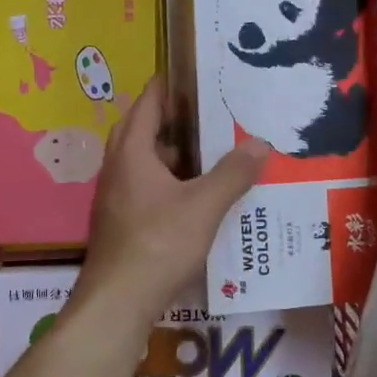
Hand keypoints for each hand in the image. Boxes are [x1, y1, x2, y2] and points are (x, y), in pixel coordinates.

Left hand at [79, 76, 269, 322]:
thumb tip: (260, 142)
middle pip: (141, 130)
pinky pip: (145, 187)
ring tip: (208, 151)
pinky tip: (194, 195)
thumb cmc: (158, 244)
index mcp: (132, 153)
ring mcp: (115, 198)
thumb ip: (232, 173)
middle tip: (206, 111)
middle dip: (171, 118)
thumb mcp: (204, 206)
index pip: (147, 103)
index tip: (192, 73)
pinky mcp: (121, 223)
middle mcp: (117, 169)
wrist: (117, 302)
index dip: (167, 85)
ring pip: (143, 162)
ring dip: (170, 152)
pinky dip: (168, 181)